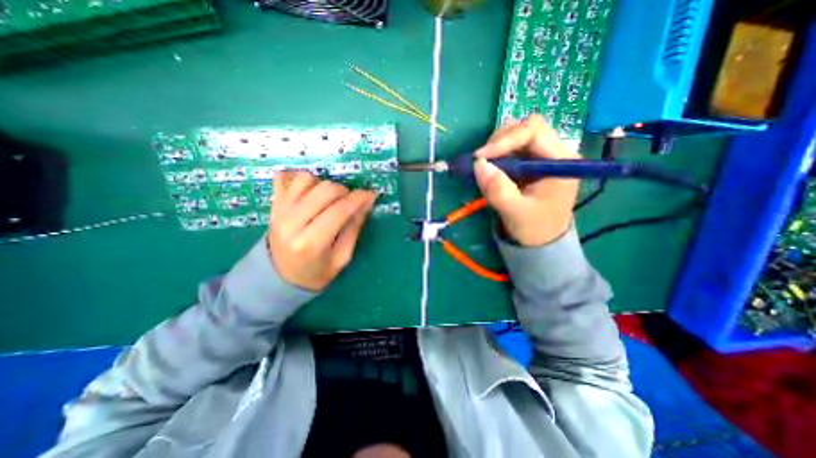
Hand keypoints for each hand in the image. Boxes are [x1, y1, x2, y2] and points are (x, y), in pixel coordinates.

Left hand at [266, 170, 377, 291]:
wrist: (278, 278)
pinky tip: (310, 190)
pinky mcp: (273, 204)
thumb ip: (353, 228)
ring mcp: (279, 211)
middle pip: (325, 190)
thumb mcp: (341, 258)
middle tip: (350, 202)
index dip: (358, 199)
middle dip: (345, 192)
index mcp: (311, 243)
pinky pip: (285, 177)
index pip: (340, 210)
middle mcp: (292, 223)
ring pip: (307, 179)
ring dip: (324, 186)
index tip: (371, 195)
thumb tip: (366, 202)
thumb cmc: (315, 273)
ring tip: (329, 199)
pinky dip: (301, 179)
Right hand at [477, 112, 583, 246]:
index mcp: (561, 162)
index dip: (505, 139)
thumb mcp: (515, 212)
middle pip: (526, 128)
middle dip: (500, 141)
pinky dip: (498, 154)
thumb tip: (478, 164)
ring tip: (486, 166)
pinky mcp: (532, 162)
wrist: (542, 240)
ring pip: (517, 135)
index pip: (534, 131)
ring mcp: (543, 156)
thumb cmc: (534, 228)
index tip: (481, 157)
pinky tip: (492, 170)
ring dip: (497, 147)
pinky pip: (513, 148)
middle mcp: (555, 152)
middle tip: (481, 160)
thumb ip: (498, 190)